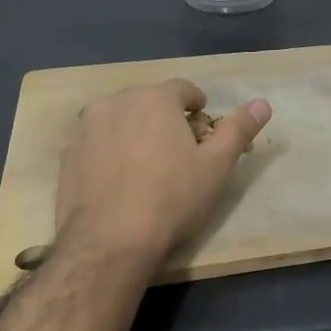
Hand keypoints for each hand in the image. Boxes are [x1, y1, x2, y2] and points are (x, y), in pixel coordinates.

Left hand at [56, 79, 271, 268]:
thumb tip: (263, 103)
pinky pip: (96, 141)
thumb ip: (239, 129)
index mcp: (155, 99)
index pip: (182, 88)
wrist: (109, 241)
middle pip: (148, 100)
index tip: (202, 128)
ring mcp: (86, 127)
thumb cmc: (171, 199)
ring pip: (119, 118)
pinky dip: (109, 149)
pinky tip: (119, 179)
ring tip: (147, 163)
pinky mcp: (67, 154)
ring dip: (134, 130)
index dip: (196, 106)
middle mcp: (117, 101)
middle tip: (178, 149)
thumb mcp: (216, 166)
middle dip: (164, 117)